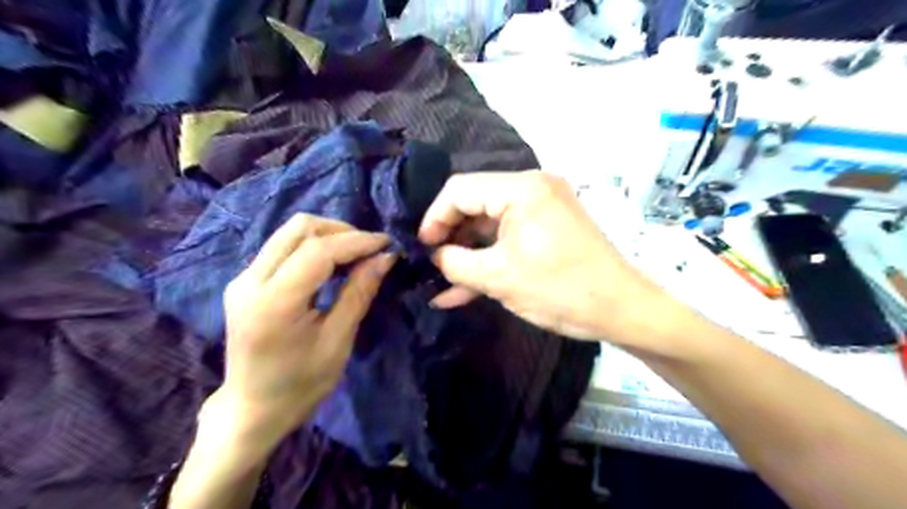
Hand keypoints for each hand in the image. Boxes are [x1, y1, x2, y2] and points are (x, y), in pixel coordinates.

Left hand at [215, 212, 397, 455]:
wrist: (252, 409)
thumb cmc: (301, 385)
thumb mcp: (338, 341)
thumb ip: (359, 292)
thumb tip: (385, 257)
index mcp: (274, 302)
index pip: (318, 250)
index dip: (357, 241)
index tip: (387, 244)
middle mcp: (250, 280)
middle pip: (299, 228)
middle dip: (342, 231)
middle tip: (371, 249)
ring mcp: (243, 278)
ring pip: (290, 232)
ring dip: (328, 235)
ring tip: (356, 255)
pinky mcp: (245, 281)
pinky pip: (283, 247)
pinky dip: (314, 246)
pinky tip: (333, 264)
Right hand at [417, 171, 651, 341]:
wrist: (621, 310)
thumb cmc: (560, 290)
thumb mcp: (498, 278)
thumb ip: (455, 263)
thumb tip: (434, 255)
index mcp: (521, 189)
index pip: (459, 190)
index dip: (434, 218)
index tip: (420, 247)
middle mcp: (532, 188)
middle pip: (474, 204)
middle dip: (449, 235)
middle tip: (429, 263)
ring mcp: (542, 208)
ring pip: (489, 224)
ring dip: (467, 252)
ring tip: (441, 279)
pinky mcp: (548, 229)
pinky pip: (508, 238)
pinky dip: (489, 258)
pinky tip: (463, 287)